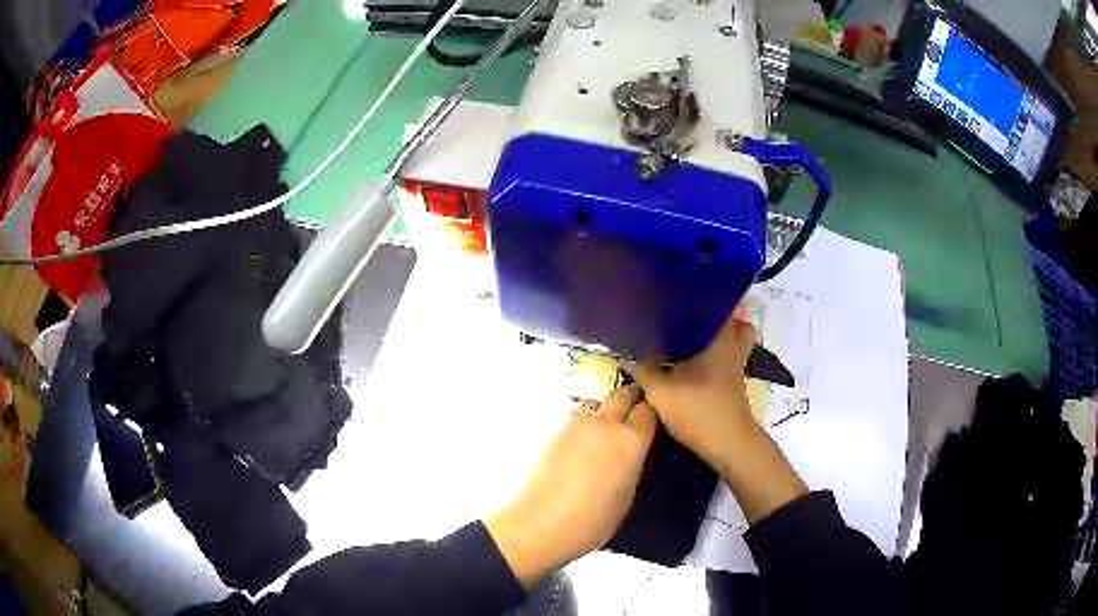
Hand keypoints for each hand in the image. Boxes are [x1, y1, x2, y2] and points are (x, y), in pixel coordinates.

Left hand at [485, 385, 656, 587]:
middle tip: (631, 414)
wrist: (544, 523)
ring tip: (603, 431)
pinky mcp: (555, 432)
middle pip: (622, 394)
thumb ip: (633, 464)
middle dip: (629, 399)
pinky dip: (583, 425)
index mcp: (632, 440)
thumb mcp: (628, 493)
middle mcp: (606, 424)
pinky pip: (576, 419)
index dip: (650, 414)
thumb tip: (631, 453)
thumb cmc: (595, 519)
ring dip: (603, 411)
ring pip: (596, 404)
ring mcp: (578, 425)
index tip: (651, 422)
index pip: (648, 410)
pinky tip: (582, 445)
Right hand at [630, 312, 807, 523]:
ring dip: (719, 335)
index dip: (702, 295)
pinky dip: (717, 353)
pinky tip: (695, 361)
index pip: (717, 305)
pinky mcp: (734, 380)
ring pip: (735, 339)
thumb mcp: (661, 392)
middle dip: (715, 314)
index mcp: (718, 339)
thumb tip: (625, 354)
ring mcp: (736, 364)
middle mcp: (731, 346)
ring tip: (693, 335)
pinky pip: (729, 355)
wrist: (728, 443)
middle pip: (735, 320)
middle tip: (689, 314)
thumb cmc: (698, 410)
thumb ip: (643, 371)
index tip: (680, 292)